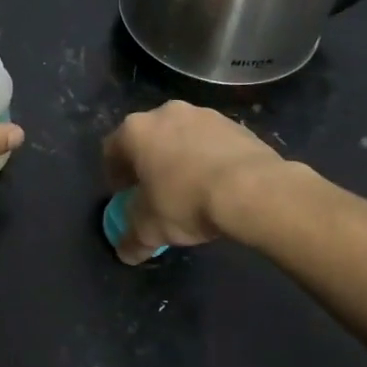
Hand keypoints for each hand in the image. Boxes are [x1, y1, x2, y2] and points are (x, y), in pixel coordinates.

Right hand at [102, 101, 287, 263]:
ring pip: (181, 137)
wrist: (254, 191)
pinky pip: (211, 142)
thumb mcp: (150, 229)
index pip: (112, 150)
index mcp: (135, 131)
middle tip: (157, 193)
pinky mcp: (235, 124)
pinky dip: (208, 158)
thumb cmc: (186, 202)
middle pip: (147, 139)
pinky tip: (219, 184)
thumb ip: (131, 239)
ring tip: (192, 189)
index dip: (115, 176)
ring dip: (180, 158)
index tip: (126, 197)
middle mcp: (164, 113)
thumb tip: (125, 253)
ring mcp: (202, 114)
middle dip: (149, 164)